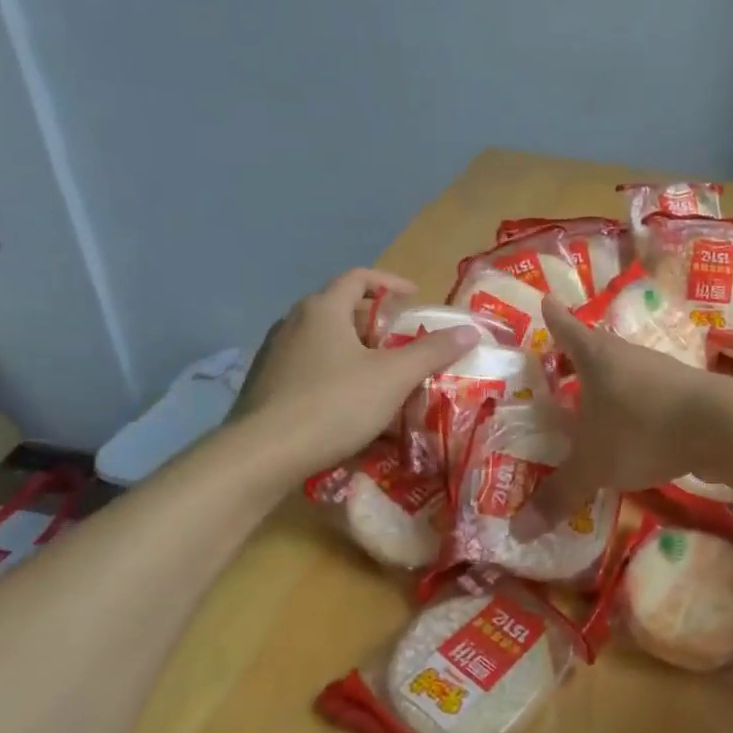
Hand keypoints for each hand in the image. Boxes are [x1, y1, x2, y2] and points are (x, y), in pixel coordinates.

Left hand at [230, 269, 478, 469]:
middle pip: (339, 308)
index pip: (358, 277)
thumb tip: (470, 330)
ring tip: (378, 373)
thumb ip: (433, 351)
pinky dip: (333, 372)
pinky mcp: (264, 385)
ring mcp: (274, 354)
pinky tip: (347, 402)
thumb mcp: (393, 377)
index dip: (390, 283)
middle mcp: (293, 322)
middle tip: (401, 341)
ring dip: (353, 348)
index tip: (414, 298)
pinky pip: (307, 366)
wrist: (262, 455)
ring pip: (322, 339)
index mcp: (323, 309)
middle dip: (374, 321)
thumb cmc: (333, 404)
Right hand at [513, 295, 723, 537]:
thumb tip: (518, 532)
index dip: (555, 319)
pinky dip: (636, 406)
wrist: (721, 426)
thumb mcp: (593, 465)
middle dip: (579, 355)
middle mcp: (628, 356)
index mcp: (598, 358)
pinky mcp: (687, 393)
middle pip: (598, 347)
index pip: (568, 331)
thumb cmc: (642, 429)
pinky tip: (634, 426)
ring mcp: (661, 372)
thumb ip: (559, 495)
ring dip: (610, 382)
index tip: (547, 301)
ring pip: (626, 371)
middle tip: (560, 363)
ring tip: (594, 400)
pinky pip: (650, 394)